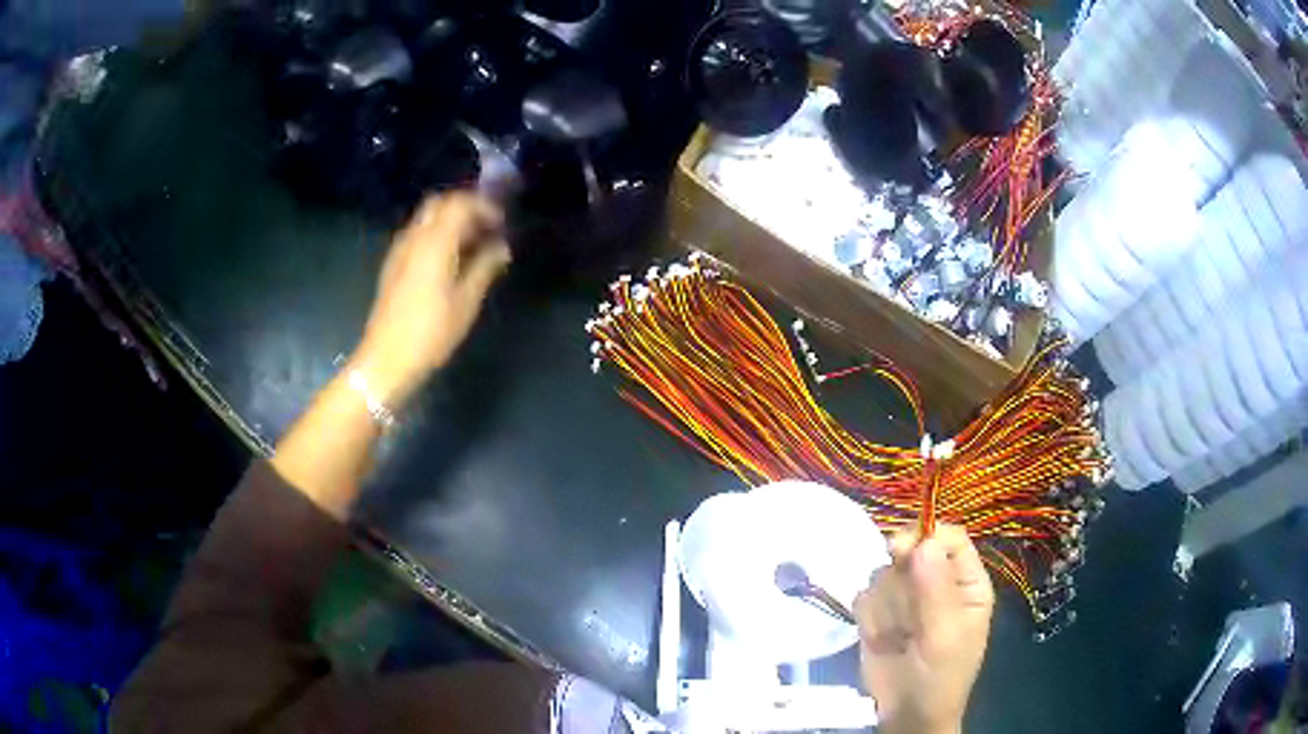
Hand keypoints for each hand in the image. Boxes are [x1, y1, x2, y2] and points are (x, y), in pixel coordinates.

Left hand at [351, 193, 510, 406]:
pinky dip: (436, 236)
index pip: (459, 204)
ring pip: (426, 219)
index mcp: (435, 242)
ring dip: (449, 222)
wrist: (386, 360)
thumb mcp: (466, 302)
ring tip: (471, 245)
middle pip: (439, 203)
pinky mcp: (393, 265)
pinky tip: (449, 261)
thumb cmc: (430, 333)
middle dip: (464, 208)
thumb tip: (502, 247)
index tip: (502, 223)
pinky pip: (417, 235)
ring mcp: (400, 251)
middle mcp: (414, 238)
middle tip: (485, 228)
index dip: (484, 207)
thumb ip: (485, 267)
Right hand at [855, 524, 994, 733]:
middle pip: (910, 551)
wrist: (906, 715)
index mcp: (966, 582)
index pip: (949, 538)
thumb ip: (936, 590)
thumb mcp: (946, 637)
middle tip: (905, 615)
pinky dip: (868, 618)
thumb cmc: (940, 677)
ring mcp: (905, 597)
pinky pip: (864, 595)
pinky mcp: (878, 613)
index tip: (898, 550)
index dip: (925, 536)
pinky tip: (880, 639)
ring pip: (883, 573)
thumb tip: (923, 541)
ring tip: (898, 635)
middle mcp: (936, 581)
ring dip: (885, 607)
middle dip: (902, 584)